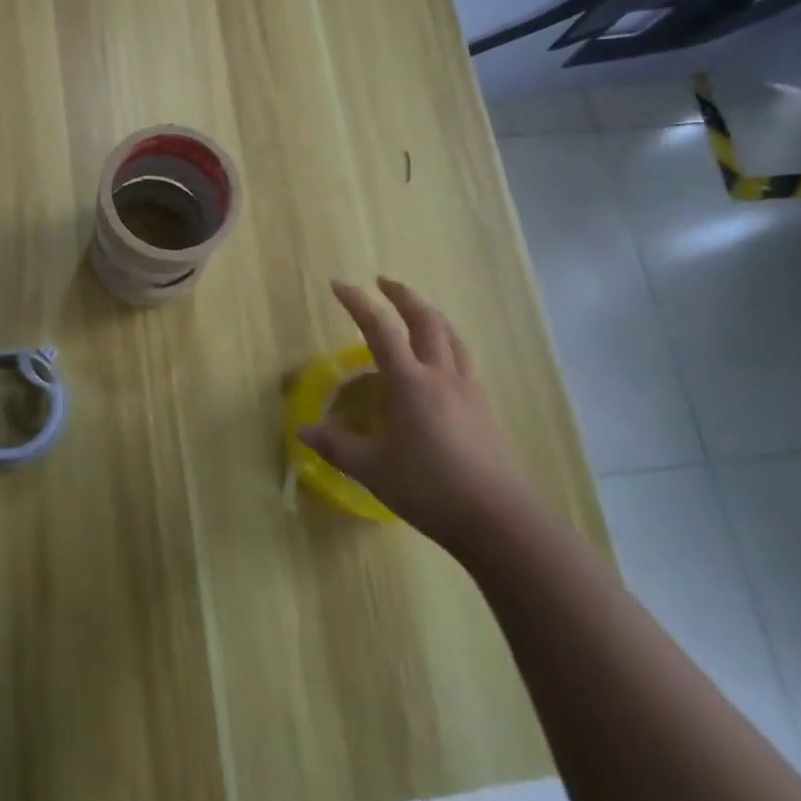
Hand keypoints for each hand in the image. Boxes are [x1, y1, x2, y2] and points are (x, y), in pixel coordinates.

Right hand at [300, 277, 529, 555]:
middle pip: (425, 320)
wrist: (497, 519)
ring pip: (451, 336)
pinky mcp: (484, 407)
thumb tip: (303, 430)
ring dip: (430, 314)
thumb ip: (336, 445)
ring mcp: (467, 390)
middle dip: (402, 295)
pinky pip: (463, 359)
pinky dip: (447, 343)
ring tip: (416, 310)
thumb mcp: (372, 468)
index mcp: (409, 382)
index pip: (379, 329)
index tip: (338, 284)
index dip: (357, 303)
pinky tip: (442, 360)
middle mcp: (440, 375)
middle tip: (383, 282)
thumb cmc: (428, 488)